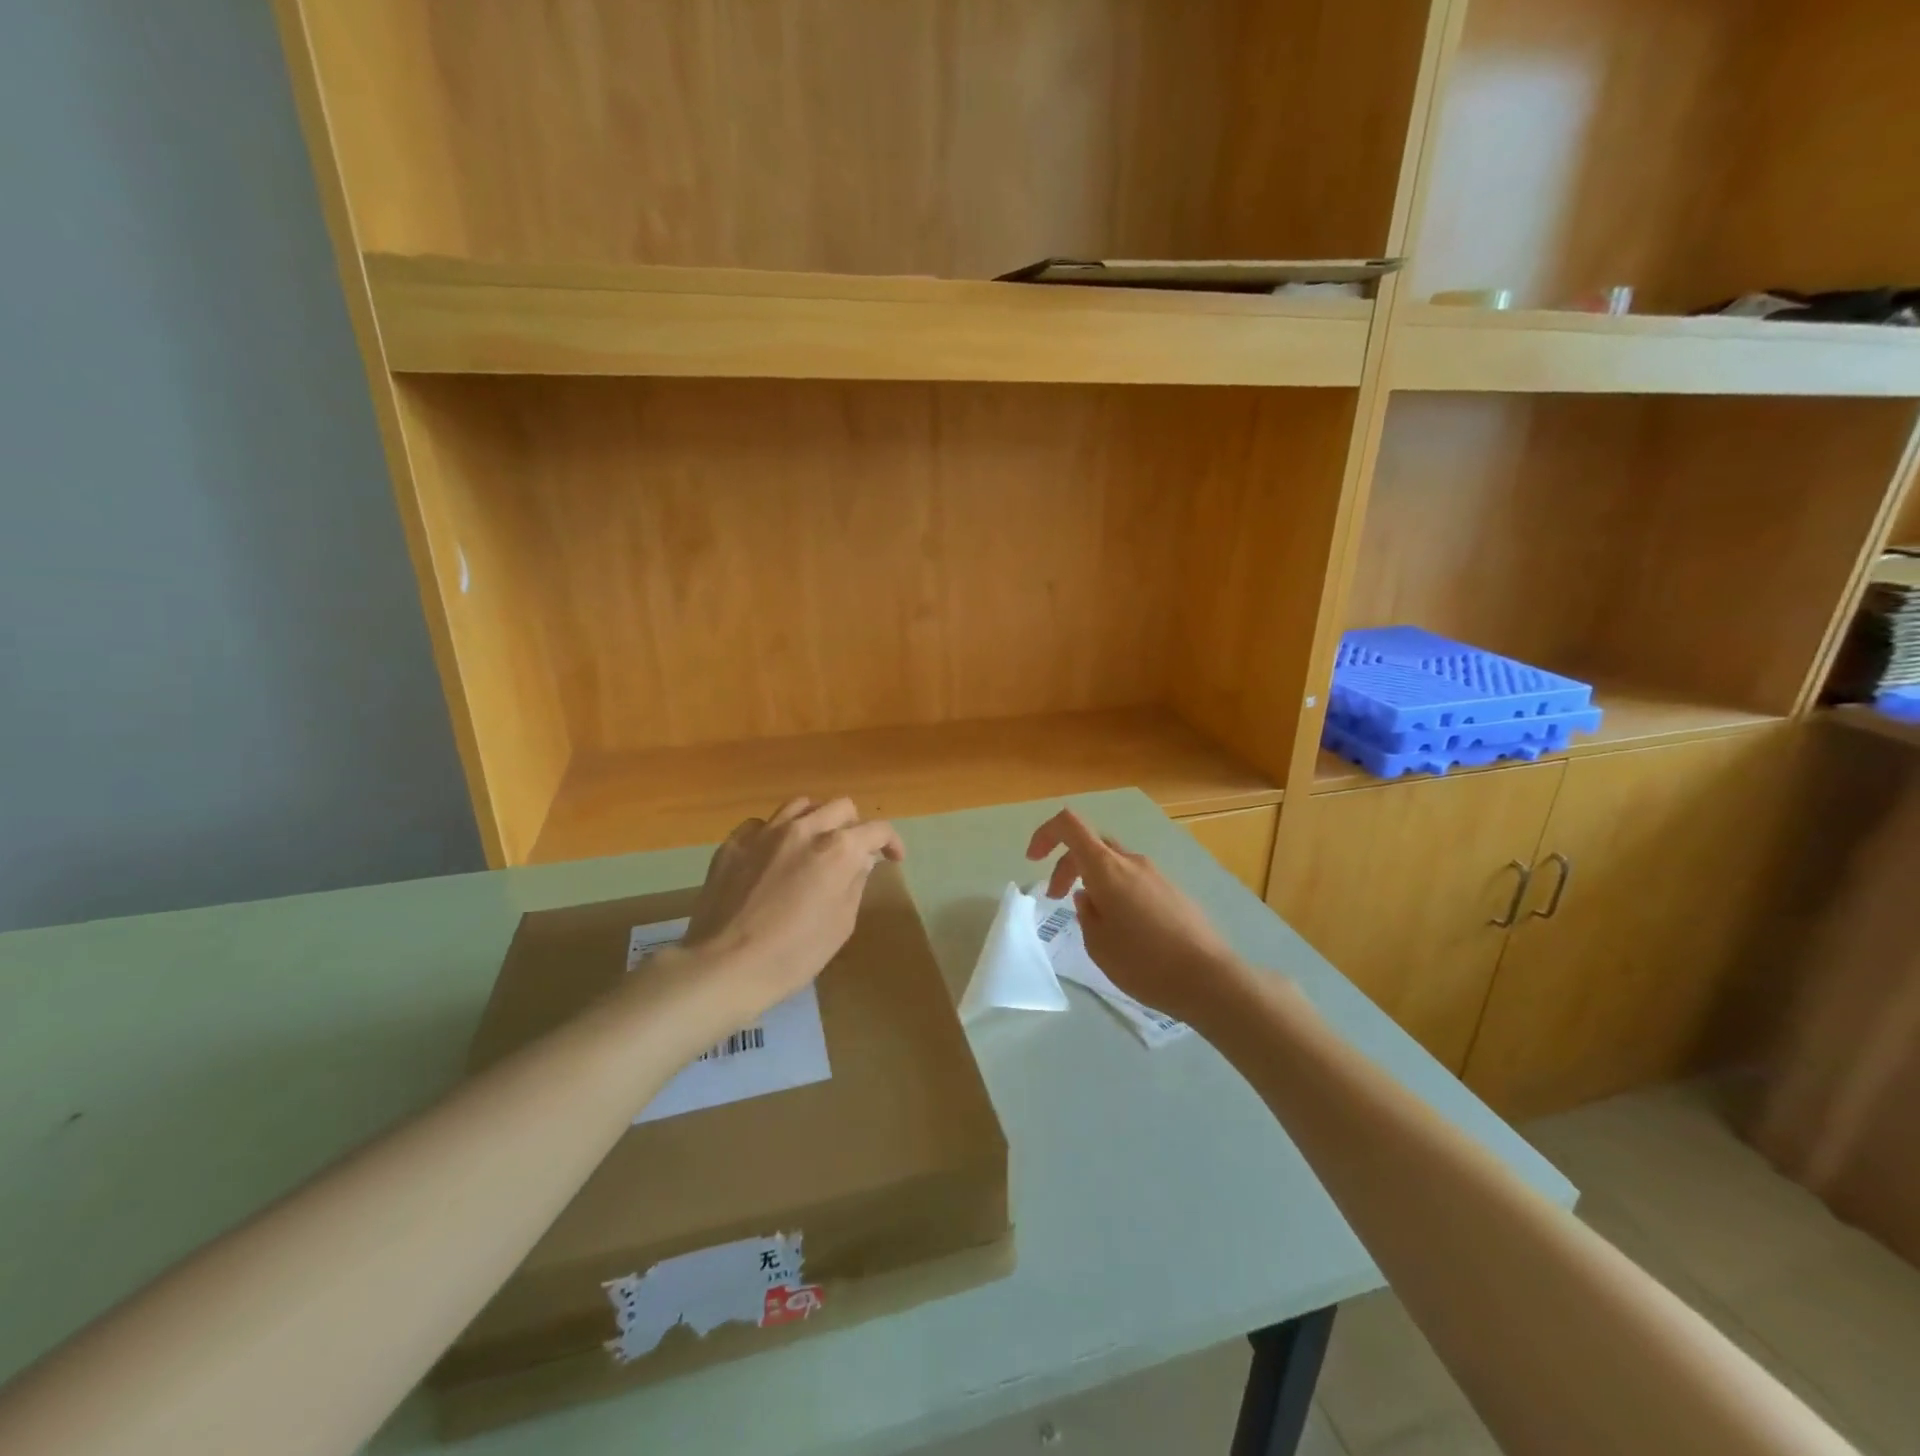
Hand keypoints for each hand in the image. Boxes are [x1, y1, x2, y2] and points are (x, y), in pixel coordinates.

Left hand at [682, 797, 904, 1019]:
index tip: (893, 858)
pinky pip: (761, 824)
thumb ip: (855, 883)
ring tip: (815, 843)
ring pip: (801, 805)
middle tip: (853, 852)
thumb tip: (861, 860)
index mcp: (837, 849)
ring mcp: (764, 832)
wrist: (724, 966)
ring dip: (817, 820)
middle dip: (855, 826)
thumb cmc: (794, 955)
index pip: (876, 830)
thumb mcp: (840, 924)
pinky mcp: (733, 843)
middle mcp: (804, 829)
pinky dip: (775, 833)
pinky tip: (772, 856)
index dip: (891, 842)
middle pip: (840, 807)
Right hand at [1025, 808, 1248, 1026]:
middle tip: (1057, 898)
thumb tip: (1089, 897)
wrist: (1210, 979)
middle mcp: (1131, 861)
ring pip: (1114, 862)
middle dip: (1066, 865)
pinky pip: (1134, 879)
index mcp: (1106, 868)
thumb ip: (1086, 914)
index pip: (1069, 825)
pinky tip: (1123, 927)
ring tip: (1092, 917)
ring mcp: (1155, 874)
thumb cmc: (1144, 963)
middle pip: (1091, 844)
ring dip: (1093, 879)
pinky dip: (1116, 890)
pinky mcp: (1172, 891)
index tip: (1033, 861)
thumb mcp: (1098, 944)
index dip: (1045, 834)